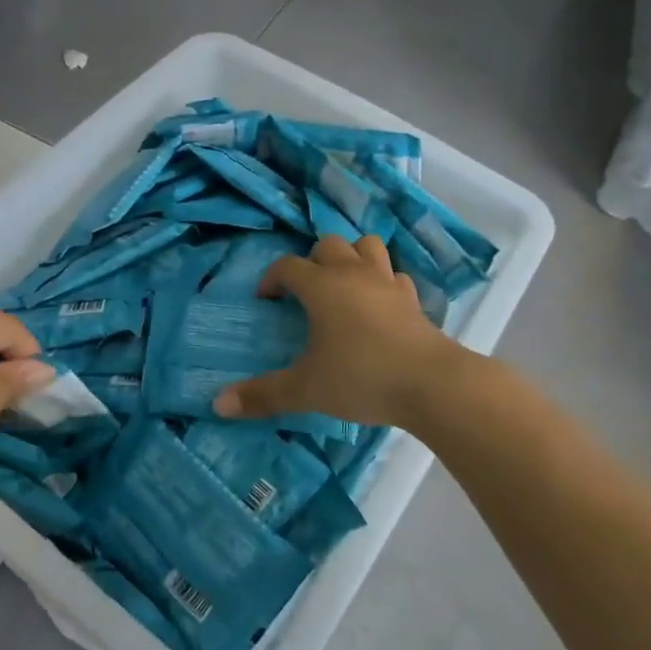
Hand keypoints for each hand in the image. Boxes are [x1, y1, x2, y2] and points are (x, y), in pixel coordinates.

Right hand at [213, 235, 469, 428]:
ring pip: (367, 247)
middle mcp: (353, 275)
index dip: (272, 278)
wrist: (432, 384)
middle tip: (305, 291)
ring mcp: (387, 284)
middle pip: (329, 244)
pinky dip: (383, 282)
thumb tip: (218, 404)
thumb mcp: (305, 390)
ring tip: (343, 285)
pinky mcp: (414, 301)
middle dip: (312, 260)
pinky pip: (395, 277)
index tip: (266, 299)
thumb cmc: (361, 377)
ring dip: (352, 257)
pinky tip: (379, 305)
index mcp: (322, 287)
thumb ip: (263, 395)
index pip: (288, 266)